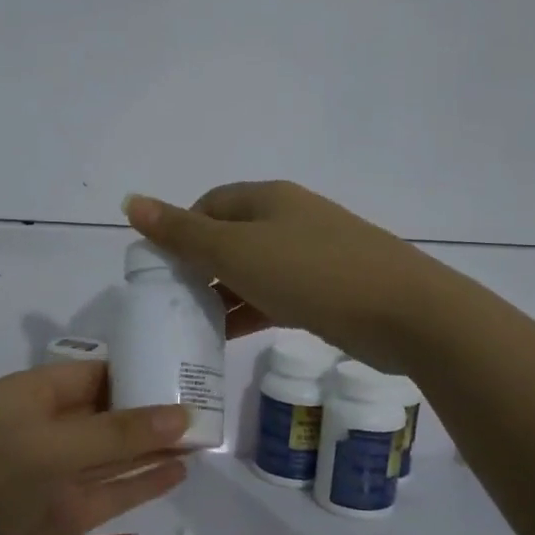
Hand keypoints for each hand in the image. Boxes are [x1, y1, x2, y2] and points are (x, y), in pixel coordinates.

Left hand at [0, 363, 188, 534]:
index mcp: (30, 396)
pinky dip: (144, 483)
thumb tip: (183, 415)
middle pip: (108, 412)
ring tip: (206, 435)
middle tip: (210, 403)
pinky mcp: (65, 516)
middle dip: (152, 408)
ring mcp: (56, 475)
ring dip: (154, 445)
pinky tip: (180, 472)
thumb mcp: (48, 448)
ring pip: (115, 454)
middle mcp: (45, 430)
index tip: (186, 370)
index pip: (93, 374)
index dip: (137, 371)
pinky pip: (113, 493)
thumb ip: (117, 433)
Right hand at [124, 181, 453, 374]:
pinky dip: (251, 309)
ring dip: (223, 292)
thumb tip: (130, 201)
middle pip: (230, 237)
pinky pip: (276, 294)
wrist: (403, 311)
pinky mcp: (329, 288)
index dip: (179, 232)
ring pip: (253, 269)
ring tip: (195, 325)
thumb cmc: (311, 273)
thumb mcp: (236, 252)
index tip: (161, 270)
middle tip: (173, 302)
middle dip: (199, 266)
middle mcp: (289, 218)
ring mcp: (313, 253)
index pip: (208, 205)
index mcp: (266, 199)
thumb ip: (182, 232)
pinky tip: (232, 335)